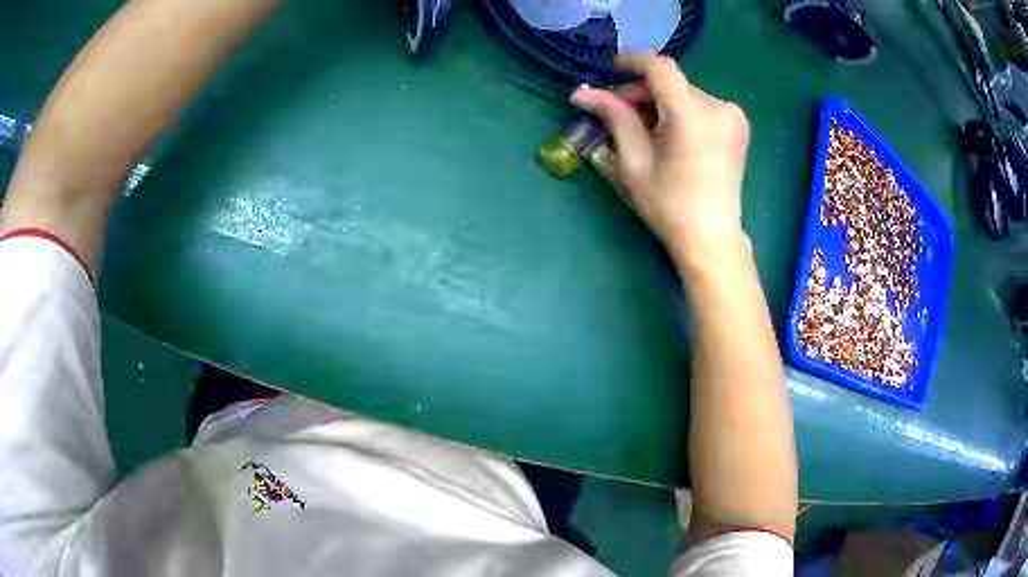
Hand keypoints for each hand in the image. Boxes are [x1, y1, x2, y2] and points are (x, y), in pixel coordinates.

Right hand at [570, 54, 750, 272]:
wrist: (712, 238)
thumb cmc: (669, 206)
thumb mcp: (634, 162)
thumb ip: (614, 118)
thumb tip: (583, 92)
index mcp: (693, 115)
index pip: (660, 68)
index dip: (632, 62)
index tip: (610, 69)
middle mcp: (719, 107)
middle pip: (670, 83)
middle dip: (640, 93)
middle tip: (615, 114)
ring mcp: (733, 116)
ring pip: (683, 94)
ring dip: (658, 104)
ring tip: (642, 131)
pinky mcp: (737, 126)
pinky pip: (699, 106)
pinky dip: (678, 112)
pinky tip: (667, 135)